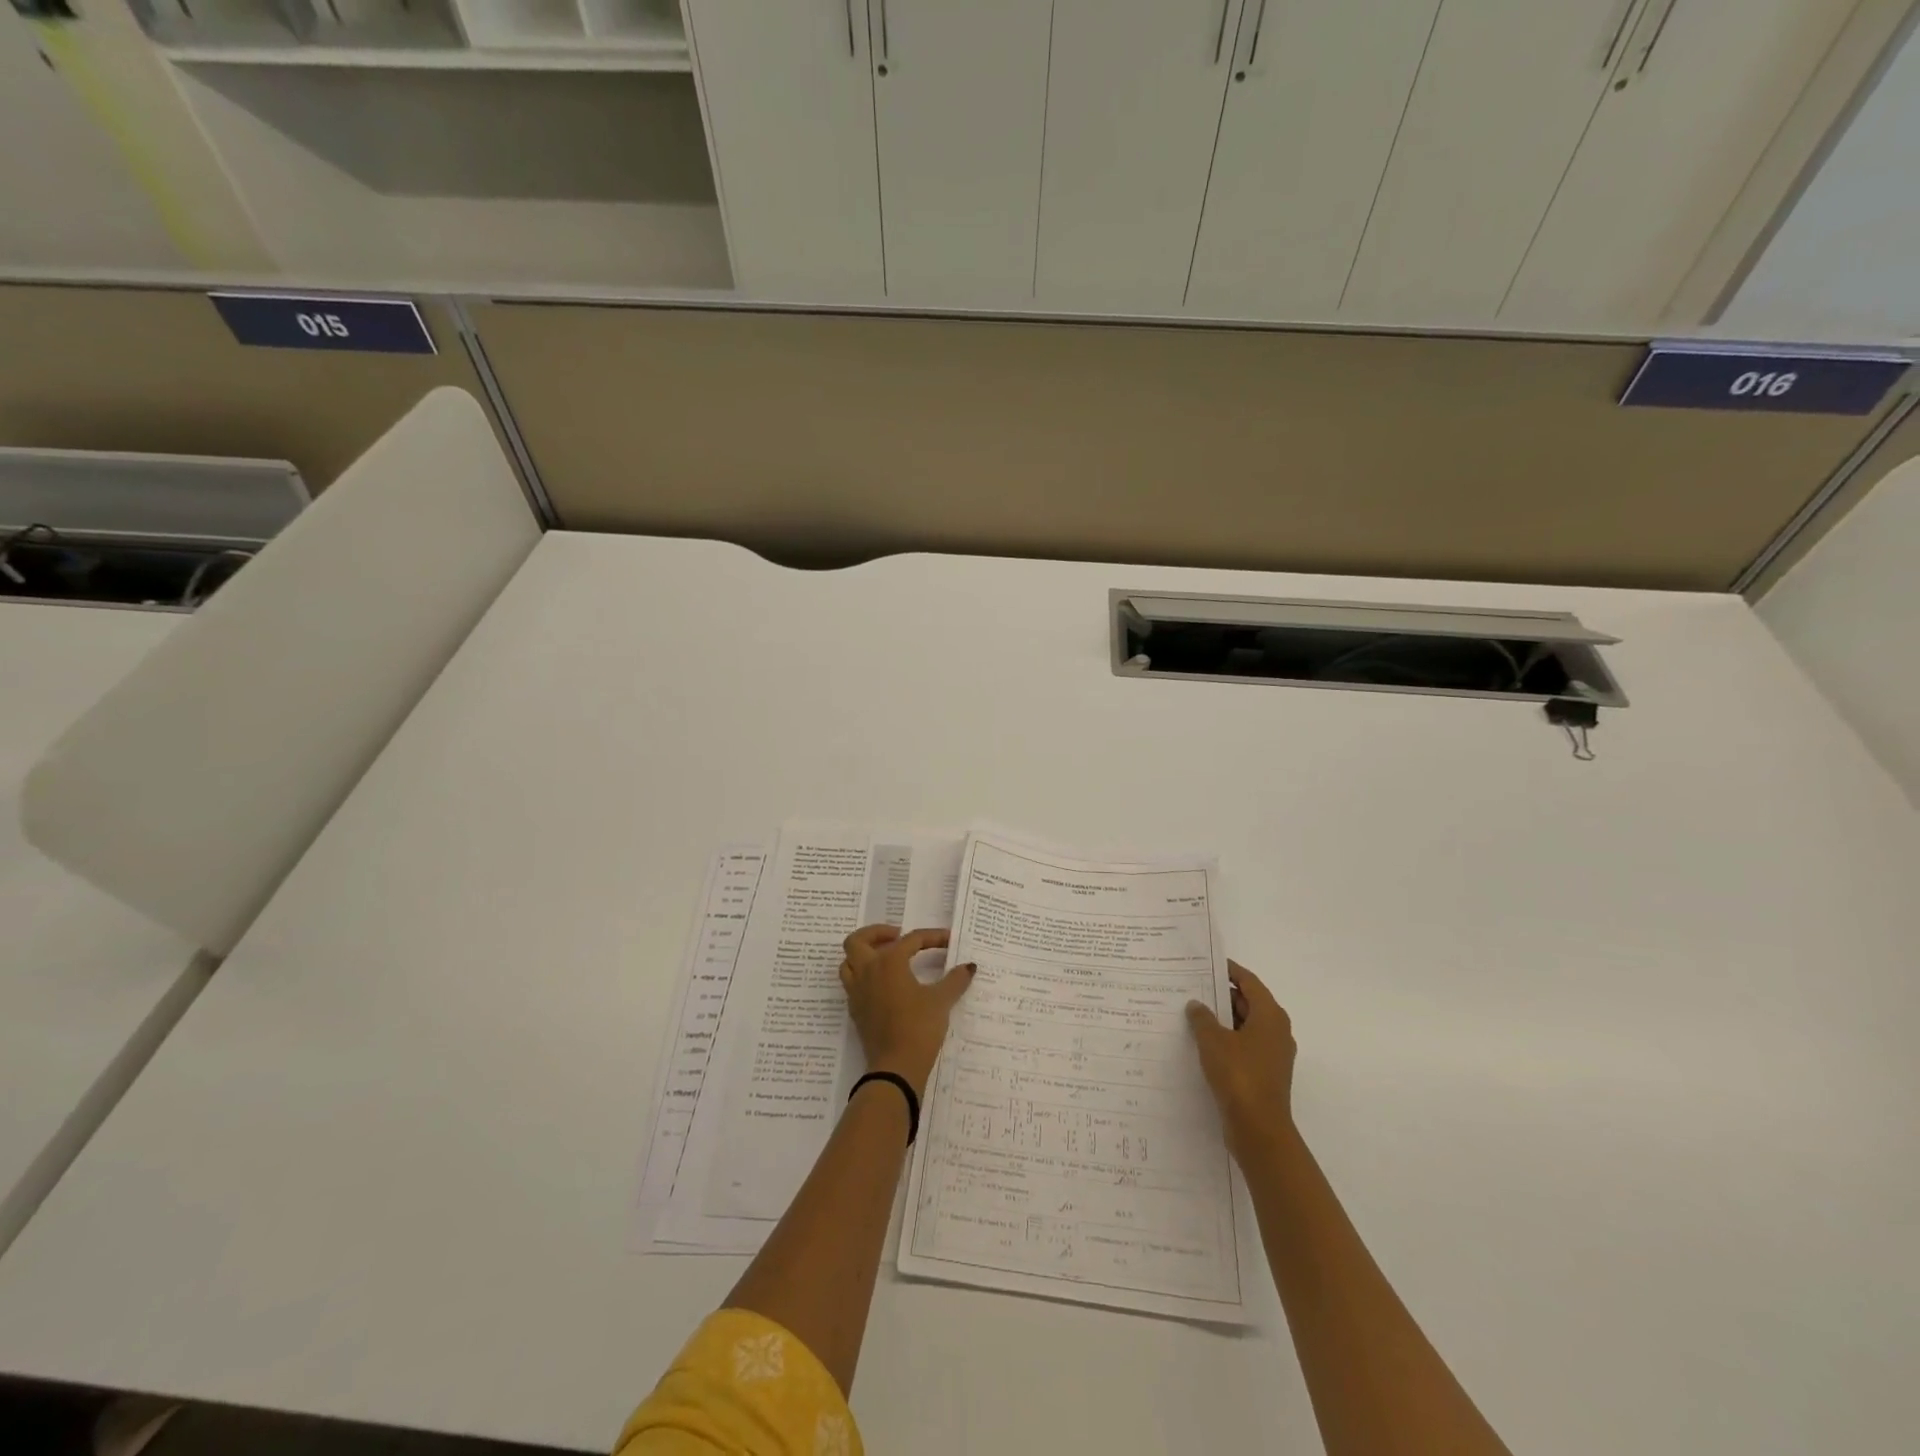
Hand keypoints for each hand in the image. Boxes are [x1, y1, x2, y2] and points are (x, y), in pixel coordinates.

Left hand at [839, 925, 976, 1097]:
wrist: (896, 1067)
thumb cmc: (919, 1027)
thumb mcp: (941, 1001)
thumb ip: (955, 980)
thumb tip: (969, 967)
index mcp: (889, 962)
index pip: (911, 940)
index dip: (932, 937)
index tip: (948, 940)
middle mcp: (868, 971)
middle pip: (859, 940)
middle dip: (877, 933)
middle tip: (897, 936)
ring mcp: (857, 991)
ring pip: (849, 961)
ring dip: (864, 953)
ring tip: (886, 957)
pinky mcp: (856, 1010)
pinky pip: (852, 982)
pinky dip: (864, 975)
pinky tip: (883, 984)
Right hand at [1186, 960, 1295, 1160]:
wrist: (1259, 1129)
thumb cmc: (1239, 1075)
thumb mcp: (1213, 1040)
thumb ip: (1202, 1018)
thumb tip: (1196, 1005)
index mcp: (1270, 1016)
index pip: (1249, 981)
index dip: (1229, 970)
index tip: (1206, 963)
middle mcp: (1276, 1031)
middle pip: (1248, 1003)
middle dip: (1221, 995)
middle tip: (1191, 988)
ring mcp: (1272, 1055)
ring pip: (1244, 1026)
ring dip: (1221, 1020)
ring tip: (1191, 1014)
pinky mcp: (1264, 1074)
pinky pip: (1243, 1046)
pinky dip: (1225, 1040)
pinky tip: (1200, 1043)